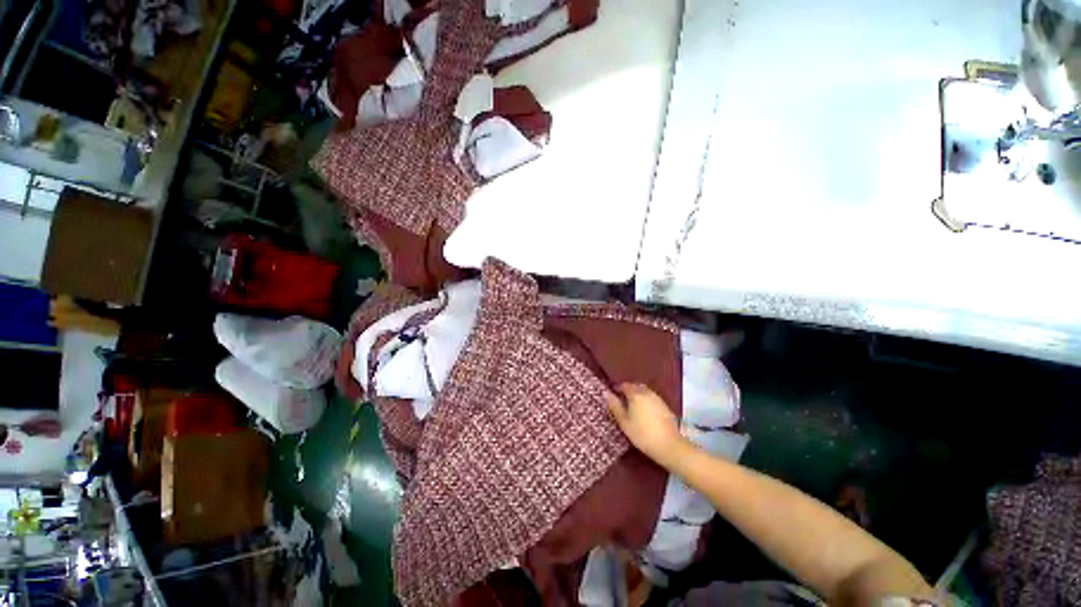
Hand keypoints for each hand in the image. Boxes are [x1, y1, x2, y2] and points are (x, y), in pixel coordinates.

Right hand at [605, 383, 688, 467]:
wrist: (669, 445)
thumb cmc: (642, 434)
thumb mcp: (624, 422)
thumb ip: (615, 406)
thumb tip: (606, 393)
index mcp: (635, 394)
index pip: (624, 385)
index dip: (617, 388)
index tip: (612, 393)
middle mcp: (647, 392)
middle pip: (635, 386)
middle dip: (628, 389)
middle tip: (621, 399)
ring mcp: (658, 399)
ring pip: (645, 391)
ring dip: (637, 394)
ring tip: (632, 405)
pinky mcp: (665, 406)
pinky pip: (652, 398)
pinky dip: (646, 400)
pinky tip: (644, 411)